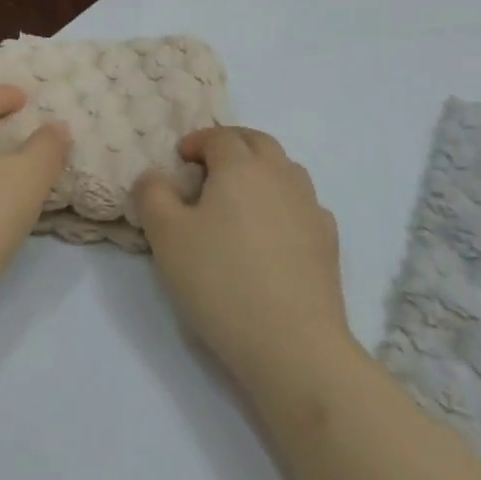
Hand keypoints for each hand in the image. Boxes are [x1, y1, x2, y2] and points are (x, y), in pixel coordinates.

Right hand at [133, 128, 357, 392]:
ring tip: (240, 198)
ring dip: (261, 170)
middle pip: (258, 142)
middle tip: (209, 166)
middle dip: (232, 145)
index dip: (197, 142)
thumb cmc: (220, 281)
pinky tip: (272, 231)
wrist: (292, 342)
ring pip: (285, 170)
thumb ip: (153, 196)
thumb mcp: (166, 237)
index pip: (219, 137)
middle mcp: (280, 175)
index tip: (180, 159)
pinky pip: (303, 204)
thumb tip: (154, 175)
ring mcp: (310, 206)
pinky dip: (284, 203)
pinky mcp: (328, 239)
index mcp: (241, 167)